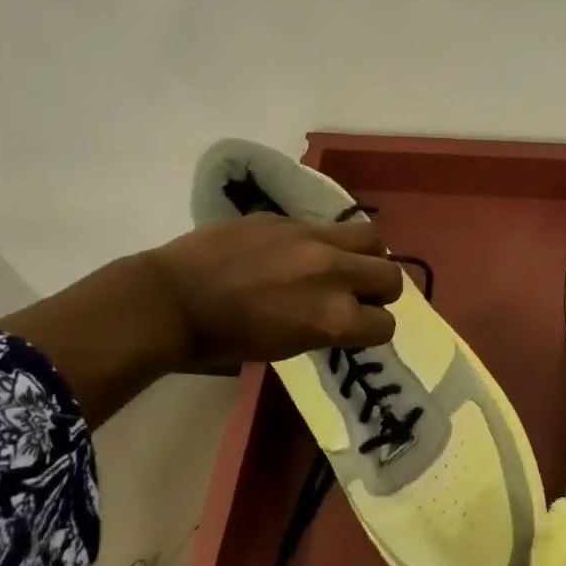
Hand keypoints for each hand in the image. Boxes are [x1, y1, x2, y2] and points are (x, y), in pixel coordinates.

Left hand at [141, 214, 405, 373]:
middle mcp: (335, 274)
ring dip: (366, 255)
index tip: (358, 329)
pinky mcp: (288, 218)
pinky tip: (297, 253)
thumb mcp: (290, 347)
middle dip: (381, 291)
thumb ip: (328, 327)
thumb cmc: (228, 340)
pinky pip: (325, 227)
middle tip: (359, 295)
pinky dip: (324, 243)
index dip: (373, 329)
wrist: (174, 301)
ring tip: (344, 263)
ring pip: (371, 237)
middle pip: (391, 276)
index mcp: (335, 318)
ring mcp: (313, 239)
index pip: (386, 324)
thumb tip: (345, 313)